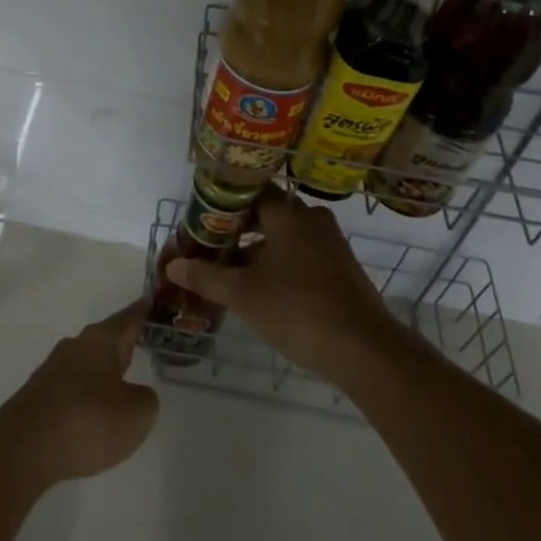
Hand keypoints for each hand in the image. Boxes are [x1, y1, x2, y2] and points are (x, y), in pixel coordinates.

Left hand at [0, 301, 159, 490]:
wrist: (23, 448)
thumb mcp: (135, 414)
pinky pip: (73, 385)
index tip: (155, 300)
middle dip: (124, 341)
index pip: (129, 317)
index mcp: (102, 340)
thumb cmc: (87, 421)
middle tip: (146, 341)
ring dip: (104, 369)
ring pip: (88, 361)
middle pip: (107, 337)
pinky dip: (87, 392)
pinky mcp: (39, 395)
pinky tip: (92, 412)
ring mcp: (54, 369)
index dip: (144, 310)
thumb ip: (145, 399)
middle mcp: (77, 345)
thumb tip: (135, 393)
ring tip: (122, 381)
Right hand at [166, 191, 406, 383]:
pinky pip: (301, 253)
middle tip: (209, 247)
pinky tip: (261, 288)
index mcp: (287, 213)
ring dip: (257, 249)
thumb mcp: (245, 295)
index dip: (223, 202)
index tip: (201, 218)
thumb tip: (173, 266)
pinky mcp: (340, 267)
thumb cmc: (299, 310)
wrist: (366, 350)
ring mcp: (329, 243)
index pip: (249, 190)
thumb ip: (207, 277)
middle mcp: (310, 218)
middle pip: (266, 213)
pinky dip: (278, 263)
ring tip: (229, 272)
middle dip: (237, 229)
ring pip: (284, 236)